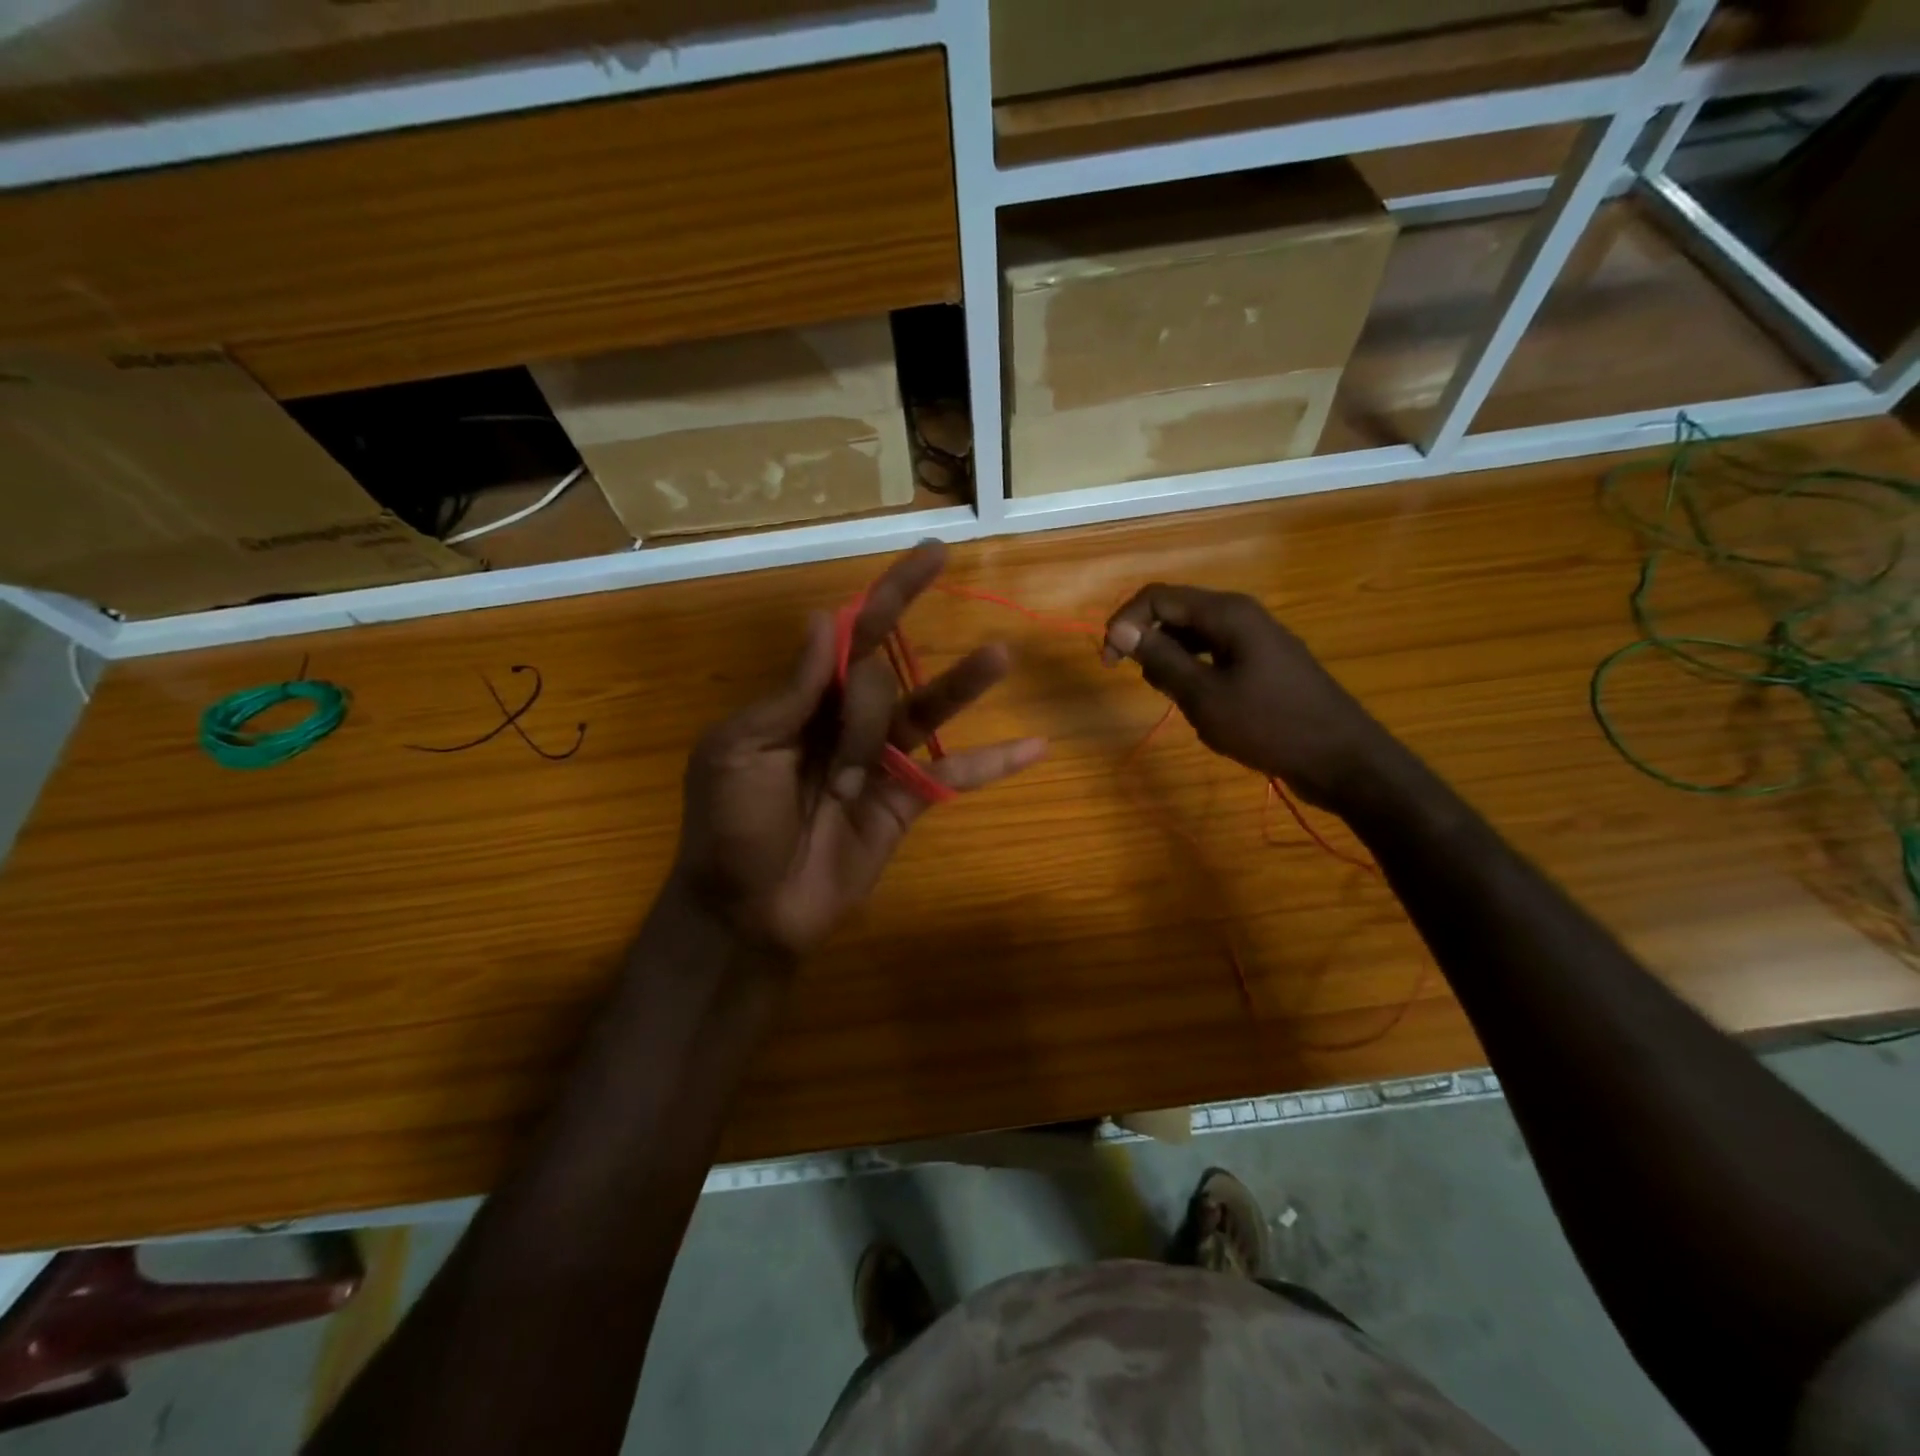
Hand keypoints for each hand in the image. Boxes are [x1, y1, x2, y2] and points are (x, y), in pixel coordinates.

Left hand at [670, 543, 1047, 959]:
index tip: (934, 555)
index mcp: (801, 701)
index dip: (890, 595)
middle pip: (882, 677)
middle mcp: (845, 721)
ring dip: (964, 685)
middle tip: (840, 770)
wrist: (748, 912)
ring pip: (929, 713)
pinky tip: (1036, 746)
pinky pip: (955, 777)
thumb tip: (824, 619)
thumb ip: (791, 691)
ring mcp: (881, 762)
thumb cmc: (729, 827)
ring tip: (1000, 656)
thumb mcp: (741, 751)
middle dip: (864, 715)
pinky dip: (994, 764)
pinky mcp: (906, 803)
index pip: (851, 634)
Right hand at [1102, 584, 1397, 811]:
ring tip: (1171, 696)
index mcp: (1227, 613)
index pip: (1157, 597)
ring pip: (1194, 635)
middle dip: (1148, 641)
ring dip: (1170, 659)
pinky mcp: (1263, 662)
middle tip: (1142, 683)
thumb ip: (1161, 659)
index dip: (1124, 623)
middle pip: (1176, 612)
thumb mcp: (1204, 696)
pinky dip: (1194, 671)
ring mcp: (1255, 638)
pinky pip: (1214, 654)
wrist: (1342, 759)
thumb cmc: (1269, 725)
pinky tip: (1198, 702)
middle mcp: (1241, 615)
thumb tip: (1121, 629)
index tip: (1107, 663)